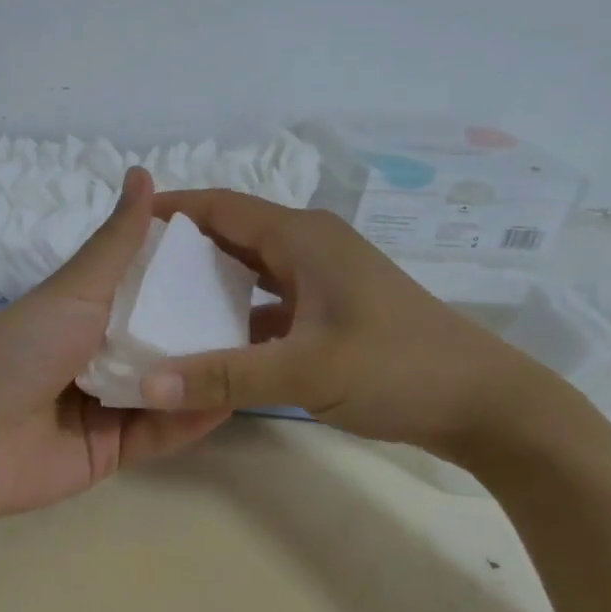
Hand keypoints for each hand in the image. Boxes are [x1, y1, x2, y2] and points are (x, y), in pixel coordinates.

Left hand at [0, 168, 232, 519]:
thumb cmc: (19, 349)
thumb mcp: (74, 290)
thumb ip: (116, 242)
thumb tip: (142, 171)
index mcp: (85, 312)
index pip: (146, 289)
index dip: (187, 276)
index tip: (240, 261)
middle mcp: (98, 355)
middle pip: (162, 340)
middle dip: (205, 328)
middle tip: (266, 312)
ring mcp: (107, 405)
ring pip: (168, 386)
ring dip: (206, 372)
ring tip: (262, 354)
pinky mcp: (113, 450)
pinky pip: (161, 432)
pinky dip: (192, 418)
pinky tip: (232, 397)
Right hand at [136, 191, 556, 460]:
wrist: (485, 404)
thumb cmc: (397, 368)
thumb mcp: (305, 372)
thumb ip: (222, 376)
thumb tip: (145, 382)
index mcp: (302, 237)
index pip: (221, 207)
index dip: (172, 210)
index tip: (125, 224)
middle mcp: (310, 247)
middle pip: (232, 235)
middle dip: (183, 250)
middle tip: (131, 273)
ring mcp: (324, 280)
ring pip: (251, 271)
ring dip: (209, 285)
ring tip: (158, 306)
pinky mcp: (332, 311)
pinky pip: (270, 302)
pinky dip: (238, 316)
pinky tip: (210, 343)